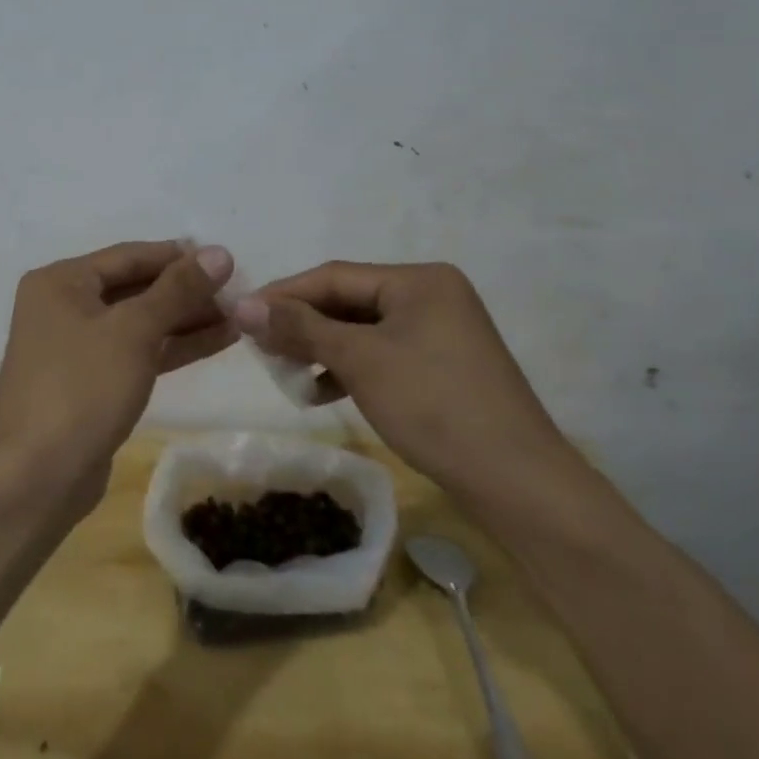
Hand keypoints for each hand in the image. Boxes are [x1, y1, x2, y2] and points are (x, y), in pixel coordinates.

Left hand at [0, 240, 235, 504]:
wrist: (37, 478)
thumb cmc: (82, 389)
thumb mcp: (133, 331)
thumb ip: (178, 289)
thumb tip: (220, 253)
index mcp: (61, 282)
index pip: (129, 256)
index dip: (178, 256)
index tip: (225, 259)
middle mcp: (64, 306)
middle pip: (135, 288)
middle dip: (185, 291)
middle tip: (237, 291)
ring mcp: (77, 347)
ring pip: (140, 322)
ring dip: (186, 319)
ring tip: (238, 316)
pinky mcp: (92, 383)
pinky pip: (137, 352)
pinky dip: (173, 346)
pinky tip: (217, 340)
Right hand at [234, 262, 571, 496]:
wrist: (518, 483)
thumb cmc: (434, 405)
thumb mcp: (360, 361)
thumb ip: (300, 327)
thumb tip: (242, 306)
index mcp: (419, 279)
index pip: (335, 276)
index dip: (284, 294)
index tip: (241, 314)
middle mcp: (431, 295)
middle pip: (349, 301)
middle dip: (303, 325)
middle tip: (259, 346)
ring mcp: (440, 332)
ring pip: (363, 331)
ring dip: (322, 349)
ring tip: (285, 371)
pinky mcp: (441, 367)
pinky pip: (383, 355)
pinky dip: (350, 369)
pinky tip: (321, 392)